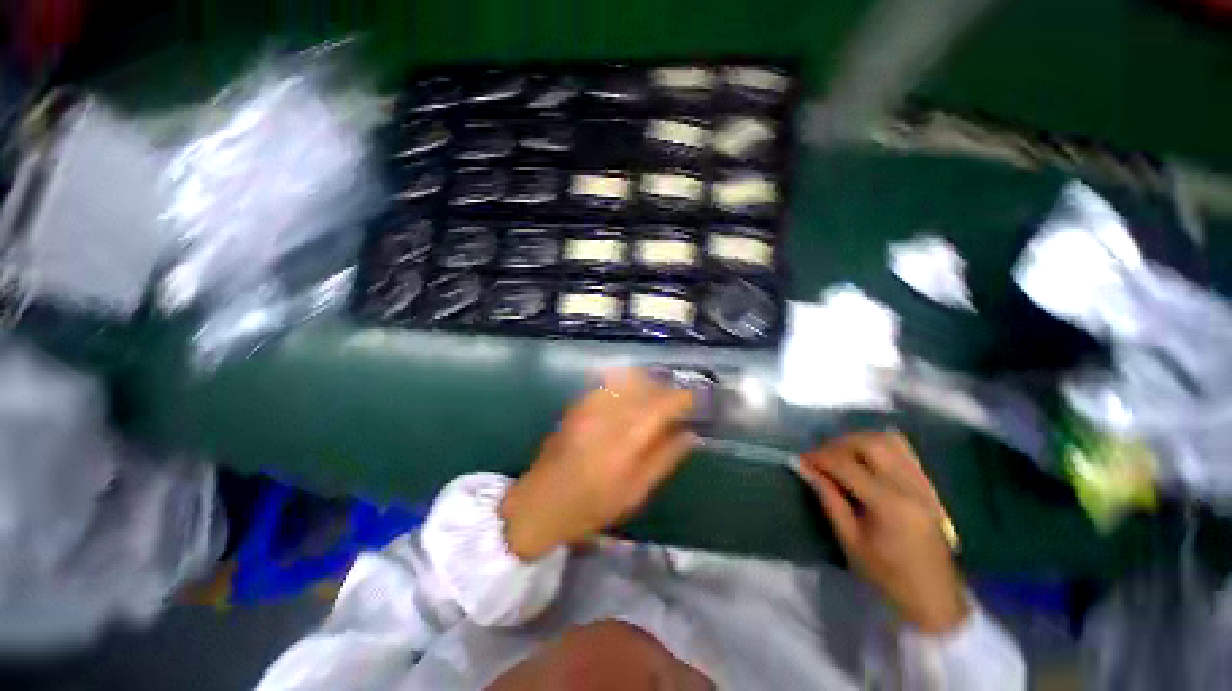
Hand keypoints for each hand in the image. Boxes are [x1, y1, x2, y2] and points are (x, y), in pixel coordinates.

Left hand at [500, 369, 694, 561]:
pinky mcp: (579, 403)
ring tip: (657, 398)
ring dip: (648, 385)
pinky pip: (610, 383)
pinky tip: (632, 396)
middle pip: (647, 387)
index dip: (683, 398)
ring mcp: (591, 405)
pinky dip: (627, 385)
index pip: (663, 404)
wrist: (541, 502)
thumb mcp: (635, 492)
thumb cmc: (592, 506)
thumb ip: (665, 459)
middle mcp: (609, 413)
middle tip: (679, 403)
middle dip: (667, 390)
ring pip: (629, 380)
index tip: (696, 402)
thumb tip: (692, 435)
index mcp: (627, 439)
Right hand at [797, 431, 968, 633]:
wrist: (935, 597)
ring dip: (859, 441)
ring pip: (889, 440)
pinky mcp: (928, 485)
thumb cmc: (887, 576)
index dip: (819, 458)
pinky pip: (903, 449)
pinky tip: (864, 458)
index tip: (800, 459)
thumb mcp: (850, 540)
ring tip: (841, 455)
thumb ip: (828, 498)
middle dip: (838, 444)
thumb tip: (804, 468)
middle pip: (870, 443)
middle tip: (820, 458)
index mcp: (889, 504)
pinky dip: (879, 445)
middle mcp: (909, 486)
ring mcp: (923, 483)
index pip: (847, 465)